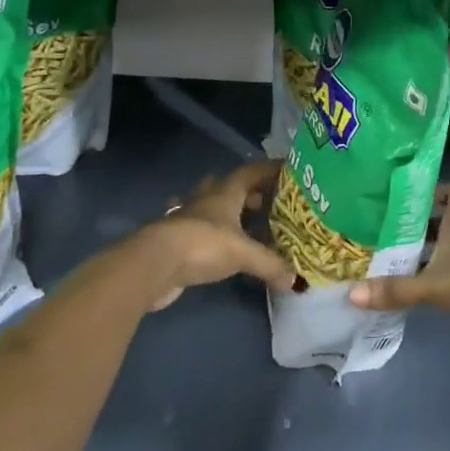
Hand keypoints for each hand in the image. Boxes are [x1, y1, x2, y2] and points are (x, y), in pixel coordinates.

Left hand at [133, 158, 289, 310]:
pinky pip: (196, 230)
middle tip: (266, 204)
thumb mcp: (243, 253)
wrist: (154, 264)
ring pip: (209, 205)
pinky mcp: (174, 239)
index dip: (268, 169)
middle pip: (228, 186)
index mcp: (225, 192)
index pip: (250, 171)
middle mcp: (206, 199)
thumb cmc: (203, 244)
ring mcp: (186, 218)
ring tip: (243, 223)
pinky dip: (207, 234)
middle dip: (247, 192)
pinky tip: (214, 244)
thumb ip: (270, 264)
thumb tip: (295, 281)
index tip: (286, 170)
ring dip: (224, 210)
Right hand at [348, 183, 449, 352]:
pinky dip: (441, 279)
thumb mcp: (434, 284)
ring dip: (430, 255)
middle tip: (389, 234)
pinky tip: (421, 292)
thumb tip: (352, 293)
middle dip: (422, 227)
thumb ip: (396, 289)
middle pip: (447, 221)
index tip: (412, 198)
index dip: (439, 189)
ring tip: (396, 264)